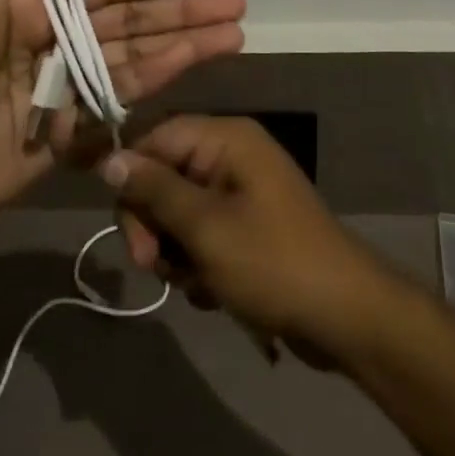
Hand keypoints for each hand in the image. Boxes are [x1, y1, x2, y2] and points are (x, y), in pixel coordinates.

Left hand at [0, 0, 246, 249]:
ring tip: (234, 32)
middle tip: (235, 2)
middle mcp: (51, 33)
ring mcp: (63, 80)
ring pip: (134, 53)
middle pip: (127, 15)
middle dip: (181, 7)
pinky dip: (161, 80)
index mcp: (24, 1)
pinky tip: (198, 67)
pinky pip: (123, 96)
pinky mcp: (70, 123)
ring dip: (184, 42)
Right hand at [101, 115, 393, 359]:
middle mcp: (232, 156)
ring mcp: (241, 192)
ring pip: (178, 212)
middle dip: (153, 224)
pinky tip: (212, 291)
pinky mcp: (247, 227)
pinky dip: (198, 264)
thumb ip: (154, 189)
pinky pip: (202, 235)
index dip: (132, 179)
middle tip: (154, 266)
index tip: (128, 230)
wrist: (346, 318)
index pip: (155, 137)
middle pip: (163, 176)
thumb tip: (109, 159)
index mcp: (226, 139)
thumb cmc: (273, 263)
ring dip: (175, 251)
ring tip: (195, 282)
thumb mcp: (205, 227)